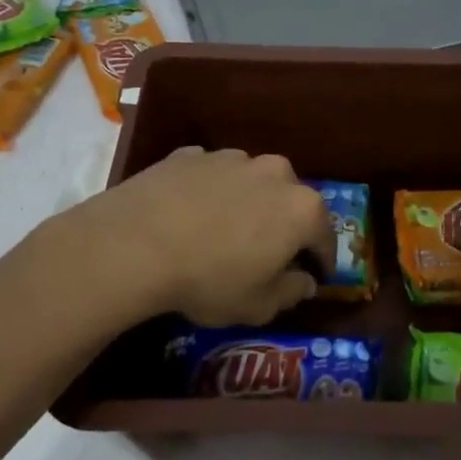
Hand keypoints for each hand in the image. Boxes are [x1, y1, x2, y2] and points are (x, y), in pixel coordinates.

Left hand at [58, 147, 335, 327]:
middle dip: (284, 225)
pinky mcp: (190, 154)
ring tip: (223, 232)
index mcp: (302, 208)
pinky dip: (209, 193)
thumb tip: (304, 281)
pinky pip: (211, 177)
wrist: (135, 243)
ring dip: (247, 204)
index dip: (320, 261)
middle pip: (290, 202)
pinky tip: (189, 216)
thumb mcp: (258, 305)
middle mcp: (274, 172)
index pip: (325, 237)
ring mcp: (230, 157)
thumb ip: (290, 292)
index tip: (312, 276)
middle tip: (266, 253)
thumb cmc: (209, 279)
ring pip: (251, 183)